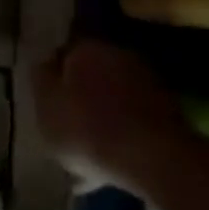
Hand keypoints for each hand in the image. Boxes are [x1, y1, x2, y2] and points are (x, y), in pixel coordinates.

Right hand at [31, 39, 193, 195]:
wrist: (153, 159)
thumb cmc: (85, 129)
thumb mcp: (44, 106)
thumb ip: (40, 79)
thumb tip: (44, 63)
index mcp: (86, 50)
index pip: (61, 54)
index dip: (50, 76)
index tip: (43, 98)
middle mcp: (120, 56)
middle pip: (89, 73)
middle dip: (77, 93)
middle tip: (62, 121)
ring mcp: (148, 82)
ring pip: (111, 95)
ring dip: (99, 113)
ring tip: (84, 145)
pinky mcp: (168, 109)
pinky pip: (130, 116)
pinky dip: (119, 129)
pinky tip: (108, 154)